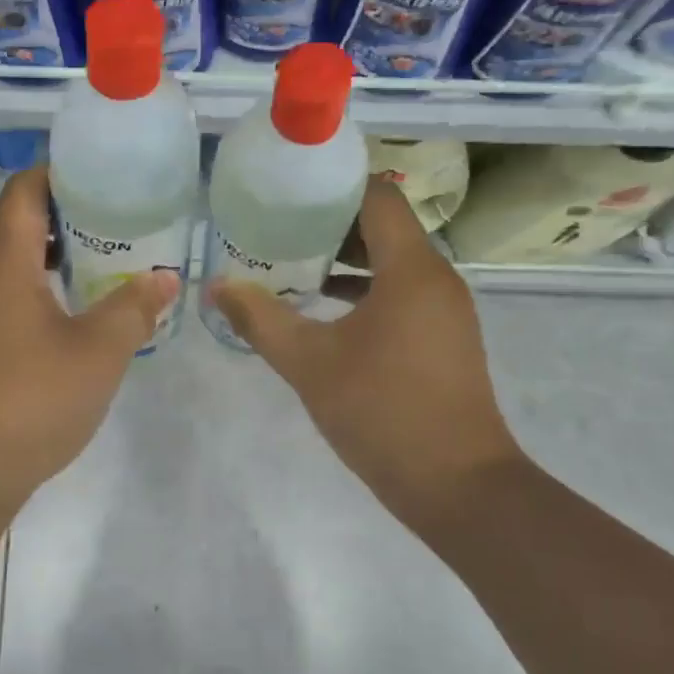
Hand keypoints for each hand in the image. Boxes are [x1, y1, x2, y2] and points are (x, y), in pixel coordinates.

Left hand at [0, 164, 177, 512]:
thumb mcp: (97, 353)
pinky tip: (67, 323)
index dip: (62, 173)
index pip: (25, 189)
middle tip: (118, 226)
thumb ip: (134, 308)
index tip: (105, 178)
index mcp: (2, 261)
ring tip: (101, 270)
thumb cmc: (29, 400)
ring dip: (51, 261)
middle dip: (67, 220)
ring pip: (8, 268)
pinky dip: (34, 295)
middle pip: (17, 225)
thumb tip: (166, 277)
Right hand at [209, 179, 523, 528]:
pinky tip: (325, 311)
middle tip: (278, 226)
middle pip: (385, 227)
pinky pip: (402, 294)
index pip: (378, 197)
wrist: (457, 486)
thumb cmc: (382, 411)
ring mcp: (445, 311)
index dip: (335, 186)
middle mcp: (436, 279)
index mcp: (411, 269)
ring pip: (393, 263)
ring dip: (347, 260)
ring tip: (293, 263)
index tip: (289, 190)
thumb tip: (216, 286)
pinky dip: (366, 290)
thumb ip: (260, 318)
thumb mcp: (309, 362)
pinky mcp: (444, 339)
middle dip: (332, 224)